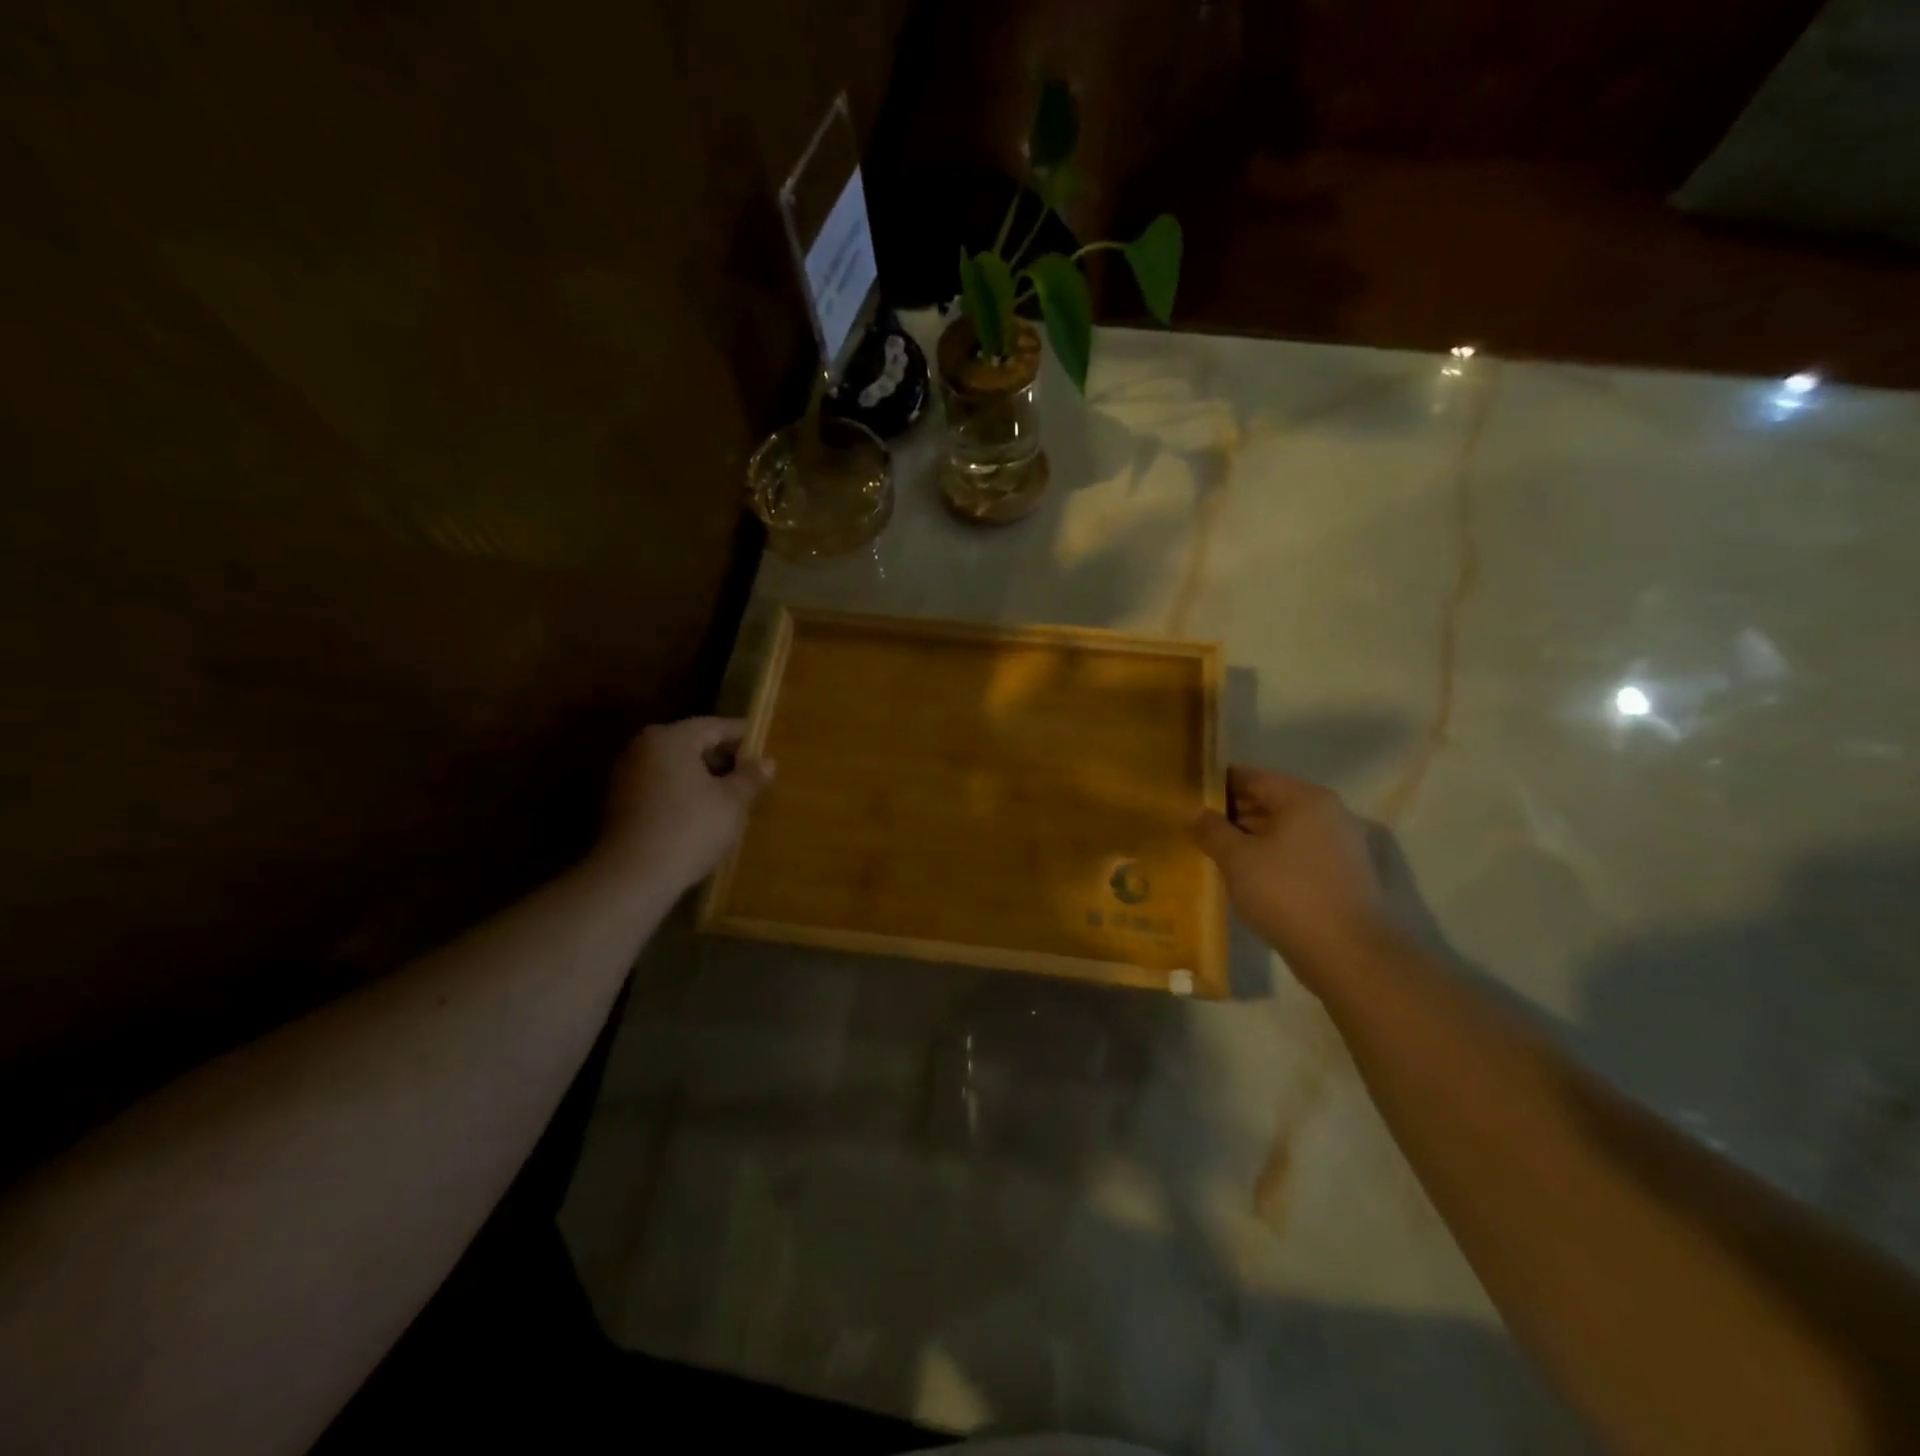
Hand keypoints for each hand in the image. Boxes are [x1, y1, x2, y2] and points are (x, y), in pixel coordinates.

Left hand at [595, 717, 773, 895]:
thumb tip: (767, 762)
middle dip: (723, 757)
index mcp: (671, 738)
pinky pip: (661, 785)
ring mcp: (627, 775)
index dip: (744, 736)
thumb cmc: (690, 828)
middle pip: (693, 743)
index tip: (765, 745)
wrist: (633, 876)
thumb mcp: (732, 802)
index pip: (715, 726)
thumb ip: (750, 777)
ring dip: (704, 777)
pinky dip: (684, 792)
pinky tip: (704, 812)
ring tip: (732, 796)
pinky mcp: (620, 802)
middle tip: (752, 773)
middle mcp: (643, 747)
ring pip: (676, 766)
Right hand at [1190, 766, 1394, 974]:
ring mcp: (1340, 845)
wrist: (1348, 955)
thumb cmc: (1287, 894)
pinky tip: (1247, 877)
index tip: (1188, 797)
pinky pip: (1298, 854)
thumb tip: (1194, 813)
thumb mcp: (1237, 860)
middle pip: (1270, 802)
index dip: (1217, 785)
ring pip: (1284, 830)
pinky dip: (1272, 858)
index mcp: (1305, 799)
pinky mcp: (1344, 875)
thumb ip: (1212, 831)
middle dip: (1233, 814)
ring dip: (1251, 839)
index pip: (1252, 777)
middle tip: (1196, 829)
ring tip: (1216, 854)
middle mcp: (1328, 813)